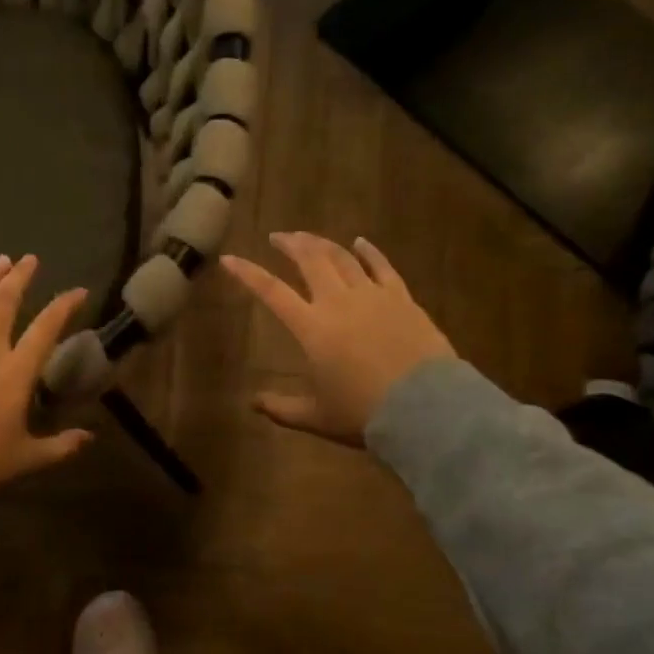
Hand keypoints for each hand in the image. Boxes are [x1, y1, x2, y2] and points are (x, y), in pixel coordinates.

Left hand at [0, 255, 92, 554]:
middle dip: (20, 278)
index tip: (78, 291)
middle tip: (30, 259)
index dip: (64, 306)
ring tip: (1, 260)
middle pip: (5, 304)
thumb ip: (61, 446)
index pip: (45, 329)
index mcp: (15, 375)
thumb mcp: (27, 458)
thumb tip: (90, 438)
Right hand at [222, 232, 455, 446]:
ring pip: (343, 257)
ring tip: (309, 237)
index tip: (229, 258)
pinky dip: (368, 251)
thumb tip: (254, 403)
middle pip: (310, 260)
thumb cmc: (363, 413)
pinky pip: (382, 266)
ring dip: (322, 243)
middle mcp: (338, 302)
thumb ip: (282, 409)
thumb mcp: (316, 417)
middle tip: (278, 236)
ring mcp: (373, 296)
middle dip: (290, 244)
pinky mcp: (402, 298)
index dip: (247, 273)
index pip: (271, 292)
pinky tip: (360, 242)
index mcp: (312, 328)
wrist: (424, 407)